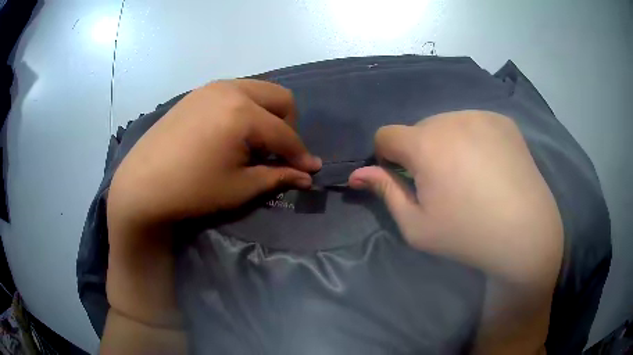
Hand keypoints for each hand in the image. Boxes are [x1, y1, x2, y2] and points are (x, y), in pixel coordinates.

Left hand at [103, 80, 319, 347]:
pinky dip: (245, 109)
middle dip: (287, 126)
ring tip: (252, 143)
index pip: (286, 134)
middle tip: (276, 152)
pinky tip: (229, 133)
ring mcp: (212, 87)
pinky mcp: (198, 93)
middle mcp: (231, 89)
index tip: (310, 171)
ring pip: (258, 91)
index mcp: (243, 113)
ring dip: (266, 115)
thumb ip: (278, 176)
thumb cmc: (192, 190)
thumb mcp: (240, 188)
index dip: (300, 155)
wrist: (142, 184)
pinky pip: (235, 92)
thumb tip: (308, 175)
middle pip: (280, 98)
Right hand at [349, 110, 561, 286]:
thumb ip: (385, 192)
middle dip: (420, 152)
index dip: (387, 156)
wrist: (526, 232)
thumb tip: (358, 174)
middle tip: (443, 184)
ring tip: (469, 175)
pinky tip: (489, 165)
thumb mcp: (417, 226)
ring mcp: (481, 115)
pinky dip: (472, 139)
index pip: (386, 134)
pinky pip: (474, 123)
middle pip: (419, 129)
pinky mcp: (502, 120)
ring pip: (447, 124)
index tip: (404, 178)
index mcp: (426, 145)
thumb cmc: (467, 235)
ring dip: (447, 143)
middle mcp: (451, 119)